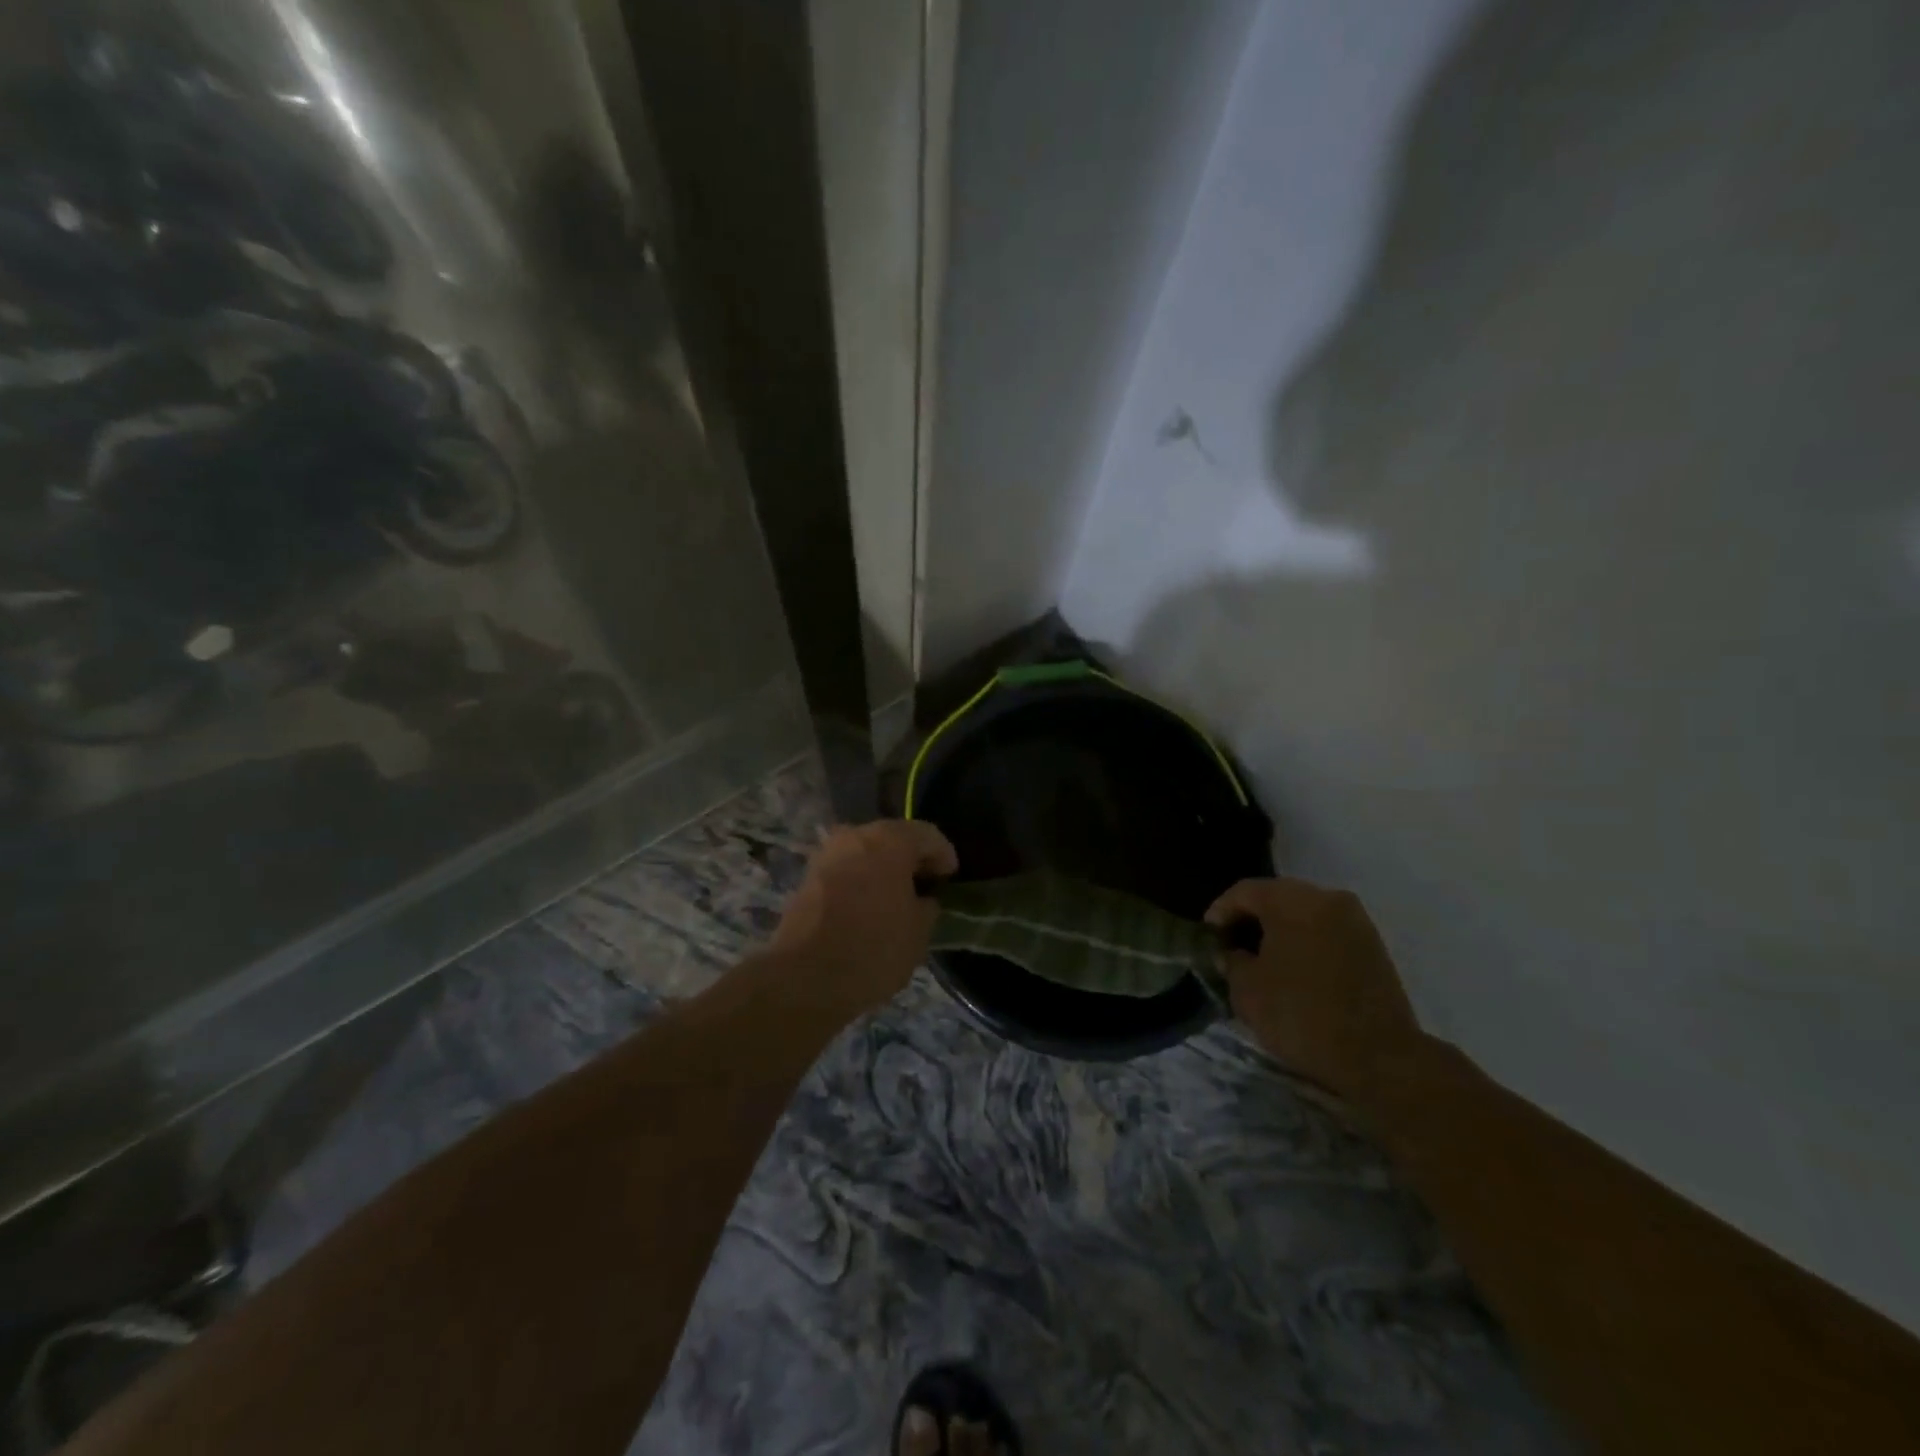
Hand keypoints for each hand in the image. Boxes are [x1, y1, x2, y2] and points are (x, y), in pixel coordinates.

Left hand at [769, 819, 957, 1014]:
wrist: (804, 978)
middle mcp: (855, 836)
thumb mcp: (919, 932)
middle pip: (893, 838)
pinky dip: (861, 881)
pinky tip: (870, 906)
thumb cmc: (873, 948)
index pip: (927, 835)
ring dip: (883, 869)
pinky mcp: (807, 877)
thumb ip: (927, 906)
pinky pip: (846, 870)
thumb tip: (922, 899)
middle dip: (911, 859)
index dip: (943, 855)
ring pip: (866, 853)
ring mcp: (826, 855)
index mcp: (889, 840)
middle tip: (927, 885)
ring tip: (898, 898)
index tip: (950, 879)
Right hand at [1206, 877, 1425, 1104]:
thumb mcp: (1247, 990)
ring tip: (1262, 962)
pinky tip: (1294, 972)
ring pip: (1304, 914)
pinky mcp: (1373, 946)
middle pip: (1276, 897)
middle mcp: (1327, 898)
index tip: (1208, 939)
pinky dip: (1306, 943)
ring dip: (1280, 932)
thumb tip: (1232, 953)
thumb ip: (1231, 961)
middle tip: (1231, 948)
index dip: (1219, 912)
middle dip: (1250, 920)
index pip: (1243, 892)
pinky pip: (1327, 932)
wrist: (1379, 1058)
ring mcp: (1356, 920)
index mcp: (1292, 900)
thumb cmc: (1302, 1015)